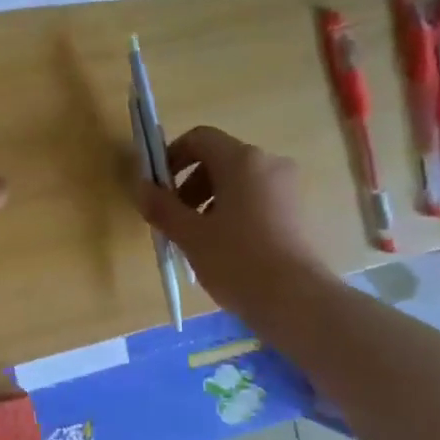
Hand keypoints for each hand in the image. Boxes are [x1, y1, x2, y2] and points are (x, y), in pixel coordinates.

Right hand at [134, 126, 332, 320]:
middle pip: (219, 159)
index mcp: (242, 160)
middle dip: (190, 183)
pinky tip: (224, 246)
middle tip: (174, 217)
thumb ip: (162, 207)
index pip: (199, 138)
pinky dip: (234, 211)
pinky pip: (257, 198)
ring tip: (197, 236)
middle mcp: (269, 163)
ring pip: (238, 181)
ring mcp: (288, 187)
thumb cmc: (237, 260)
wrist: (297, 300)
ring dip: (210, 199)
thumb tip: (141, 187)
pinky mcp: (298, 211)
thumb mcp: (190, 235)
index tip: (158, 188)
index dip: (172, 156)